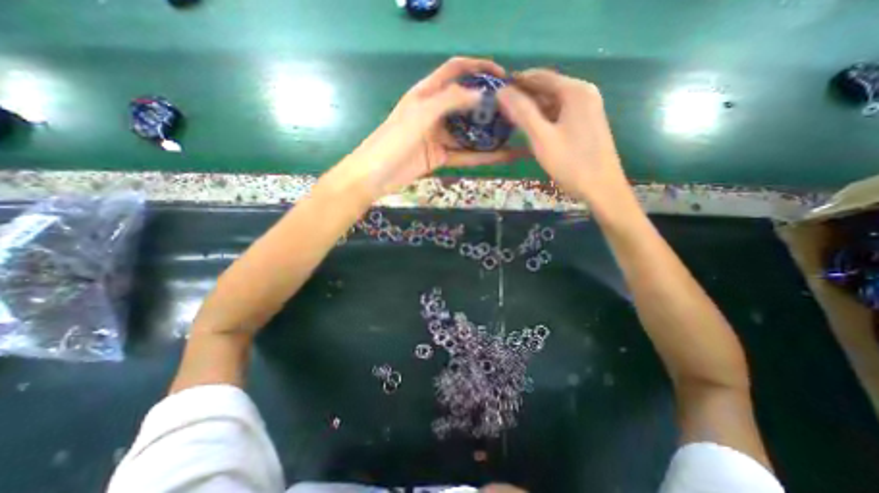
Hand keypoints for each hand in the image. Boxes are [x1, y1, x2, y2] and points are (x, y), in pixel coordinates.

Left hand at [336, 59, 527, 199]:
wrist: (376, 175)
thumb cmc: (394, 140)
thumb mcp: (421, 114)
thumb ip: (450, 100)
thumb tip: (481, 95)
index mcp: (426, 93)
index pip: (455, 70)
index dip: (478, 68)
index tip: (502, 76)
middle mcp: (435, 112)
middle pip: (465, 102)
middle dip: (488, 103)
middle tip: (513, 108)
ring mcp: (439, 136)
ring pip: (468, 131)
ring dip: (488, 131)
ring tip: (513, 132)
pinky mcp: (441, 157)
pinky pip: (466, 154)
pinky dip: (483, 156)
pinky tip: (503, 155)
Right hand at [497, 70, 627, 204]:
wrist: (601, 188)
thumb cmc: (571, 162)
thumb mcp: (542, 137)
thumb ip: (522, 112)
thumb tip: (501, 91)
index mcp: (575, 91)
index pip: (540, 76)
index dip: (517, 81)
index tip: (496, 91)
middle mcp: (583, 93)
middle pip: (548, 88)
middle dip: (524, 96)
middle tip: (500, 109)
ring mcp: (586, 108)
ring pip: (553, 102)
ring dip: (532, 108)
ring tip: (510, 119)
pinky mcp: (585, 123)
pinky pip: (559, 114)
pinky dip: (543, 118)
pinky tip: (530, 128)